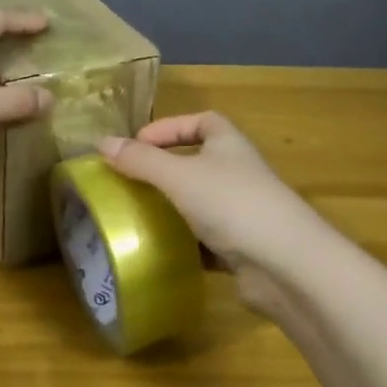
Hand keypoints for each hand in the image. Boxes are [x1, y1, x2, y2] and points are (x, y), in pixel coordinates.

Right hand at [97, 113, 331, 316]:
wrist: (287, 265)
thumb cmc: (232, 204)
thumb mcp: (179, 176)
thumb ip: (140, 160)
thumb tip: (100, 142)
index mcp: (229, 144)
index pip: (201, 121)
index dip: (169, 127)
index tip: (137, 144)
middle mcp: (238, 172)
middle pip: (198, 161)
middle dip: (165, 170)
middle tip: (130, 181)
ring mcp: (244, 211)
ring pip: (200, 203)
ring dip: (173, 208)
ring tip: (137, 216)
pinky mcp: (243, 248)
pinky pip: (207, 240)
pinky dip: (185, 243)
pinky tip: (161, 252)